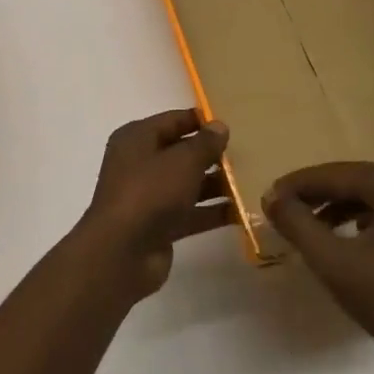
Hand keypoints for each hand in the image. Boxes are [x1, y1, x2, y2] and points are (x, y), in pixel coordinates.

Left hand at [76, 110, 230, 299]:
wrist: (122, 253)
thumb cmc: (150, 192)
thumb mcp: (182, 161)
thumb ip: (204, 143)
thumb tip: (219, 125)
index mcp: (137, 138)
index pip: (172, 120)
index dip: (200, 120)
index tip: (231, 123)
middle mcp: (139, 163)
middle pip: (180, 152)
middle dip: (211, 154)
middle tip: (247, 152)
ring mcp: (148, 196)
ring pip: (187, 183)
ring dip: (215, 184)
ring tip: (250, 180)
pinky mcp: (158, 225)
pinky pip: (189, 212)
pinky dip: (211, 211)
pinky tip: (241, 211)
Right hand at [265, 163, 373, 367]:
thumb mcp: (335, 263)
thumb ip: (299, 224)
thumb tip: (272, 197)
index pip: (337, 174)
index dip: (299, 185)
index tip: (270, 197)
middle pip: (356, 180)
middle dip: (318, 194)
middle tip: (285, 208)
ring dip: (340, 206)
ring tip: (309, 225)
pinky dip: (364, 218)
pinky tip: (347, 236)